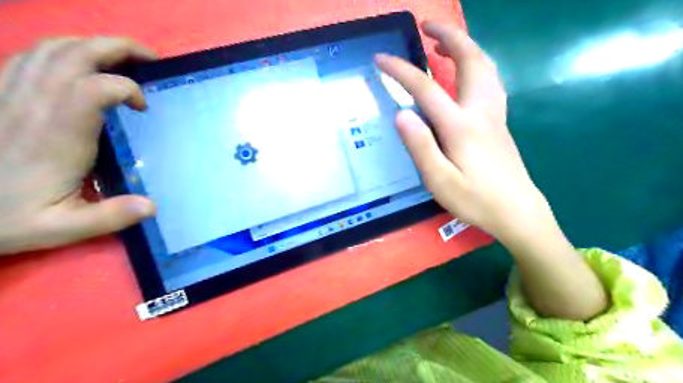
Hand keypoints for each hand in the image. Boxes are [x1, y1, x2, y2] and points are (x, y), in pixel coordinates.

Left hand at [0, 38, 157, 253]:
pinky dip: (63, 51)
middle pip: (75, 54)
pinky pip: (30, 55)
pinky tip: (81, 65)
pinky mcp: (0, 93)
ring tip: (122, 58)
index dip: (127, 87)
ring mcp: (11, 94)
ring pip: (52, 48)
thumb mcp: (62, 228)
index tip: (143, 108)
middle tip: (150, 59)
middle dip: (119, 47)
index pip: (94, 89)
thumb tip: (152, 206)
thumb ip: (109, 217)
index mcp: (56, 137)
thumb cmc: (7, 217)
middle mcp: (33, 106)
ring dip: (93, 45)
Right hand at [376, 21, 557, 241]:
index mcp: (461, 126)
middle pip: (470, 60)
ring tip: (443, 45)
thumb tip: (401, 114)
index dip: (401, 70)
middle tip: (427, 26)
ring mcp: (494, 115)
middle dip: (449, 36)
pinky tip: (466, 74)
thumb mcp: (440, 181)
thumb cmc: (476, 200)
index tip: (380, 58)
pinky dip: (477, 65)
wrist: (518, 213)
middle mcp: (480, 112)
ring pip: (486, 67)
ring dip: (466, 47)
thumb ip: (421, 146)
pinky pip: (490, 81)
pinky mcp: (499, 123)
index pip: (426, 88)